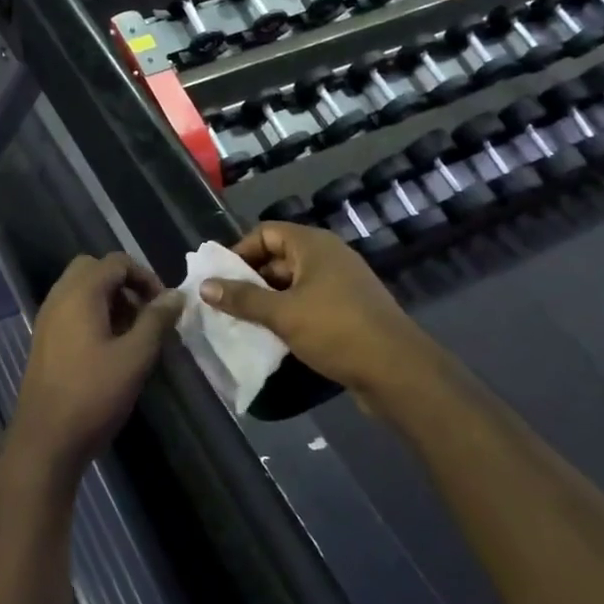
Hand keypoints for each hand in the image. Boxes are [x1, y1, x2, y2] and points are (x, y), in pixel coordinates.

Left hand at [10, 253, 181, 480]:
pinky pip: (72, 309)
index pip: (117, 262)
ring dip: (110, 300)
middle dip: (125, 284)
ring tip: (134, 333)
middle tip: (146, 313)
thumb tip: (176, 295)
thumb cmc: (93, 394)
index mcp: (80, 293)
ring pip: (82, 289)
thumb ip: (156, 320)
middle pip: (95, 269)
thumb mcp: (135, 356)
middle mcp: (59, 296)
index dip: (145, 277)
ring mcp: (48, 318)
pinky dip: (94, 314)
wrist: (45, 440)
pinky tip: (111, 348)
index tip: (165, 306)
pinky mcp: (45, 339)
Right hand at [201, 223, 418, 397]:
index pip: (266, 232)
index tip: (220, 278)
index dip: (240, 251)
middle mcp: (328, 257)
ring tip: (242, 322)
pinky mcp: (349, 310)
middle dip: (250, 279)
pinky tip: (273, 336)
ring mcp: (342, 284)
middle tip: (225, 304)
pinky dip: (289, 314)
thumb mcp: (282, 314)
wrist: (397, 371)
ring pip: (293, 284)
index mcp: (313, 245)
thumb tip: (205, 286)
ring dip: (268, 300)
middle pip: (278, 257)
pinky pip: (310, 303)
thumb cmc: (336, 330)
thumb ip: (242, 299)